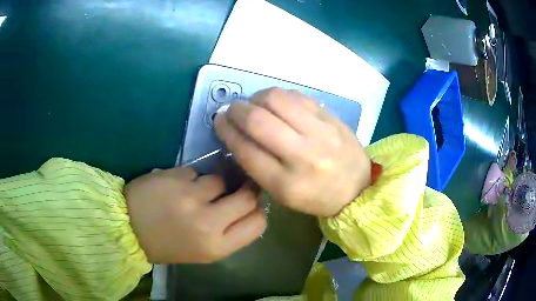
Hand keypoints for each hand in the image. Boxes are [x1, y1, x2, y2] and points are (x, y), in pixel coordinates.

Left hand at [125, 167, 266, 263]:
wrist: (127, 229)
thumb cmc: (167, 245)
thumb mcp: (202, 251)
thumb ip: (228, 232)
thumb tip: (247, 207)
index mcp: (216, 247)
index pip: (257, 223)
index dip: (257, 211)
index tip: (249, 206)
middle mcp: (208, 223)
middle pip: (247, 197)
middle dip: (244, 191)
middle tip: (235, 188)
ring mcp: (190, 197)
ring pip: (220, 180)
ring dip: (212, 184)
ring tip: (194, 192)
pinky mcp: (175, 177)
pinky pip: (196, 172)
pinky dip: (191, 178)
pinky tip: (176, 187)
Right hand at [214, 88, 370, 216]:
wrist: (357, 188)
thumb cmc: (316, 197)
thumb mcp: (282, 194)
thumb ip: (257, 165)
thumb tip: (237, 132)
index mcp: (286, 183)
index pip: (245, 149)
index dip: (226, 130)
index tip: (219, 121)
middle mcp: (302, 155)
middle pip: (258, 120)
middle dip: (236, 110)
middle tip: (232, 109)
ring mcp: (320, 132)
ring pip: (276, 99)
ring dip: (256, 97)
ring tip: (254, 104)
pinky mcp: (331, 117)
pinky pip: (297, 96)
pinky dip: (279, 96)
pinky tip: (277, 104)